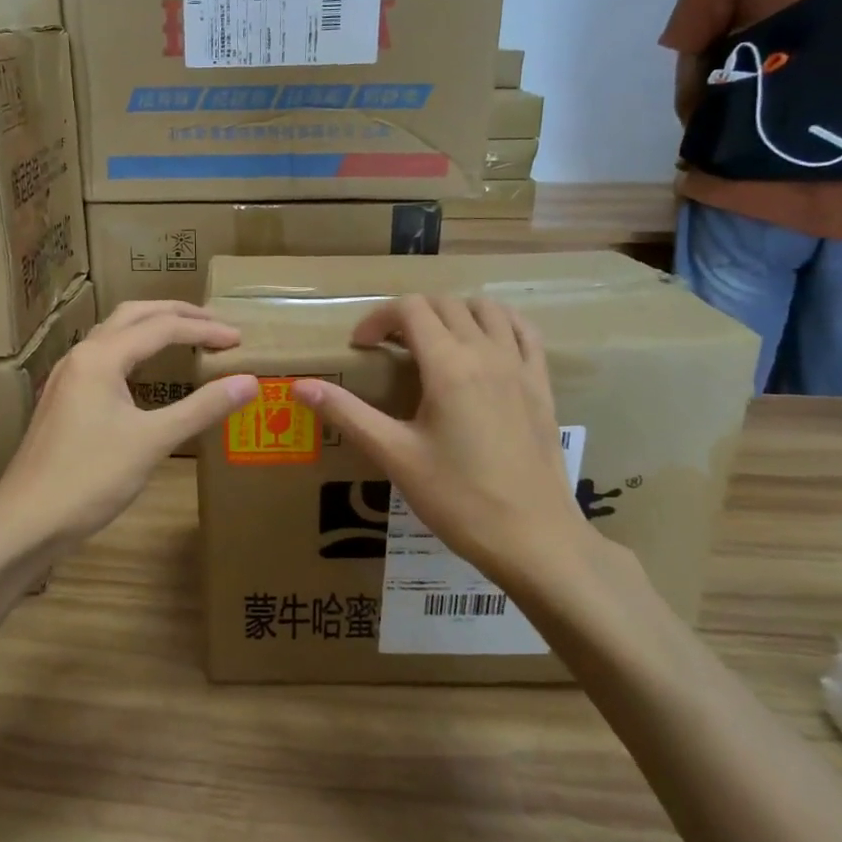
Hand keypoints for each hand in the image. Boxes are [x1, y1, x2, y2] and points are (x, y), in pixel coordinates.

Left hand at [0, 301, 256, 562]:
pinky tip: (145, 372)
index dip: (204, 330)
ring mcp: (67, 378)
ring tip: (186, 336)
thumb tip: (249, 381)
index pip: (162, 327)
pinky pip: (103, 357)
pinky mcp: (63, 399)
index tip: (239, 340)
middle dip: (176, 314)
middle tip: (215, 324)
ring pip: (114, 334)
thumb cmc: (90, 479)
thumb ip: (202, 408)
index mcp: (100, 357)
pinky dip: (133, 351)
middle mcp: (81, 356)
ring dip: (151, 328)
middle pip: (133, 315)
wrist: (25, 520)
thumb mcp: (152, 441)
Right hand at [292, 296, 602, 602]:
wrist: (533, 538)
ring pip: (487, 309)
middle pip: (445, 304)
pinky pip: (524, 332)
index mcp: (449, 365)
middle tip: (387, 348)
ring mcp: (521, 367)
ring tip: (432, 342)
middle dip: (409, 315)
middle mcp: (487, 353)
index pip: (410, 309)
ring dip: (453, 312)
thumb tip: (300, 386)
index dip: (377, 318)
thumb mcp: (395, 456)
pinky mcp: (541, 386)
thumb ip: (348, 414)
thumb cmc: (458, 499)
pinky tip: (484, 345)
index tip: (360, 347)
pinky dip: (499, 323)